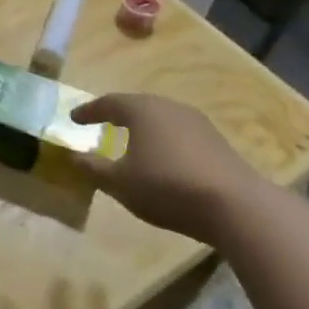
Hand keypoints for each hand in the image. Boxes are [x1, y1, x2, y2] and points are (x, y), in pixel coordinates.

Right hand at [70, 93, 267, 244]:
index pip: (108, 103)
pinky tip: (161, 158)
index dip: (89, 111)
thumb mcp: (119, 182)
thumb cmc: (166, 186)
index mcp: (142, 110)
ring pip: (160, 119)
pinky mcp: (216, 141)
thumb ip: (93, 168)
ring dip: (142, 128)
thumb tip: (74, 156)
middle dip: (117, 114)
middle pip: (137, 106)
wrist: (235, 205)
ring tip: (129, 141)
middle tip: (101, 123)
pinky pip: (178, 133)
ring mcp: (197, 123)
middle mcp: (169, 107)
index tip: (73, 118)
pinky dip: (162, 140)